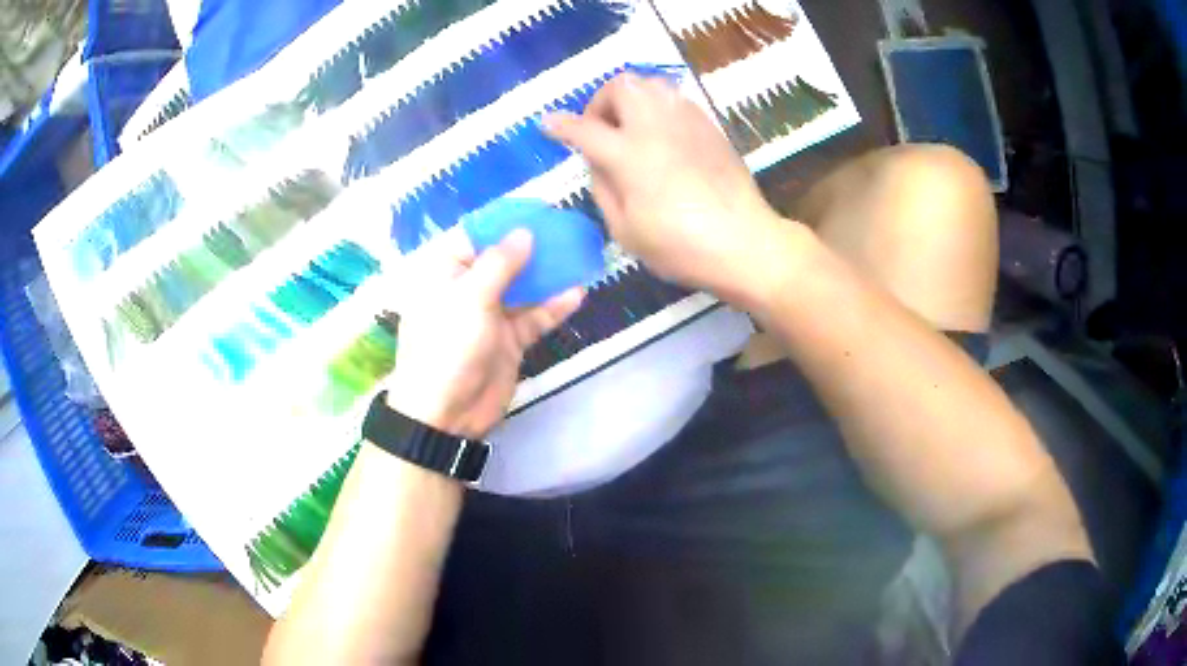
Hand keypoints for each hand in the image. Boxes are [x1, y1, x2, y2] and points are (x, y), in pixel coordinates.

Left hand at [385, 229, 583, 438]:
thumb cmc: (447, 347)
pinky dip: (553, 307)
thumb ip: (500, 263)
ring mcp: (489, 317)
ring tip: (579, 255)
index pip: (475, 237)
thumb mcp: (469, 298)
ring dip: (547, 275)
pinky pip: (533, 318)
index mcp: (444, 274)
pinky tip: (577, 292)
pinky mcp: (508, 341)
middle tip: (566, 229)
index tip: (537, 209)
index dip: (504, 222)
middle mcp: (466, 290)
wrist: (446, 413)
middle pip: (503, 260)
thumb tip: (524, 232)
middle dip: (532, 247)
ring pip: (522, 288)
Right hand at [543, 73, 784, 297]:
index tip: (548, 123)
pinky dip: (658, 107)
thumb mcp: (625, 229)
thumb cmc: (680, 246)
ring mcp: (687, 121)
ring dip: (631, 98)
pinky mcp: (709, 126)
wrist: (744, 242)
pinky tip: (660, 135)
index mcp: (629, 154)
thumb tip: (596, 161)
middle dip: (601, 102)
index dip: (561, 125)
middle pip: (621, 86)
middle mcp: (655, 126)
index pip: (584, 129)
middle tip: (601, 130)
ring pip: (651, 84)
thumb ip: (603, 187)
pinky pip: (675, 99)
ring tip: (630, 128)